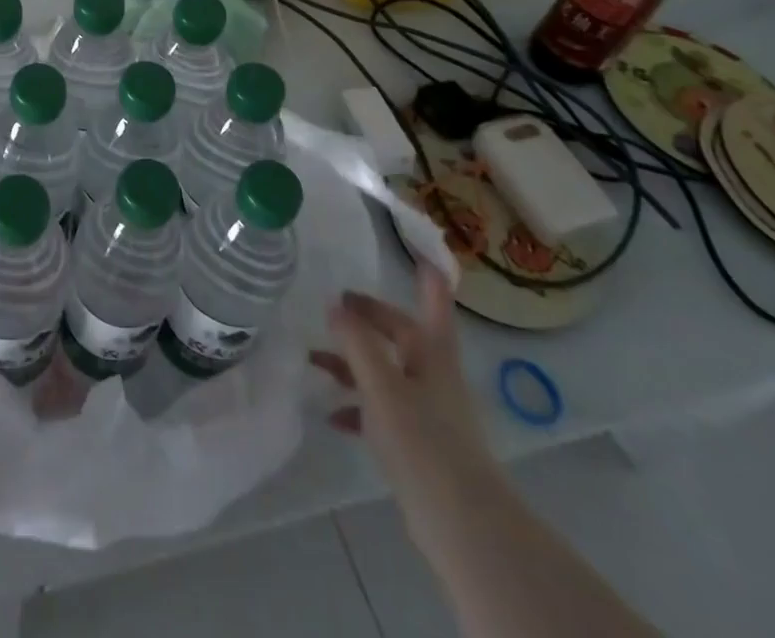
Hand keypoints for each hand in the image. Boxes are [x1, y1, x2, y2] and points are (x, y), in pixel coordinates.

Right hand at [310, 266, 501, 532]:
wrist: (461, 523)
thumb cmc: (423, 440)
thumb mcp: (381, 385)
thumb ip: (356, 342)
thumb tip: (335, 305)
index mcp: (432, 353)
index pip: (432, 303)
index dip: (428, 277)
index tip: (422, 251)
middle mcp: (432, 375)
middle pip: (400, 334)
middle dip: (369, 318)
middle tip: (335, 304)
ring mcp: (426, 410)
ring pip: (385, 371)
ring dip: (353, 362)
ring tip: (313, 359)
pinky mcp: (417, 443)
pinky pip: (381, 410)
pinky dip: (357, 406)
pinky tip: (331, 414)